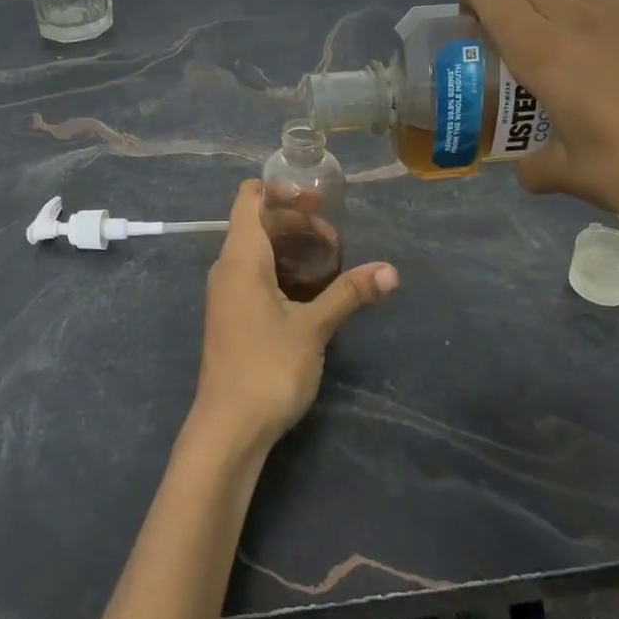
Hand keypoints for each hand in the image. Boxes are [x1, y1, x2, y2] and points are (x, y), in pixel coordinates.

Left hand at [193, 180, 398, 456]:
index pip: (249, 199)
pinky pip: (255, 274)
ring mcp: (227, 293)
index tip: (317, 199)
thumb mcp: (313, 328)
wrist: (228, 428)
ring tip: (331, 258)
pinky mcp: (233, 315)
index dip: (279, 190)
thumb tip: (392, 270)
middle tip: (336, 236)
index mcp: (240, 257)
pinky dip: (281, 269)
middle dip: (294, 221)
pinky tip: (311, 288)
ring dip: (290, 247)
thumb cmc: (267, 368)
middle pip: (256, 222)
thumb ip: (349, 293)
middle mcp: (227, 267)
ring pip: (257, 250)